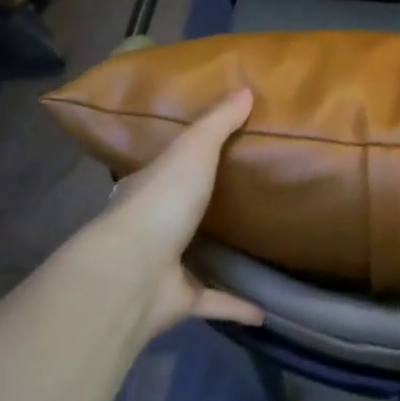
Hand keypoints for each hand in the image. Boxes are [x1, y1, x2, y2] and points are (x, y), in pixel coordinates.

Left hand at [96, 89, 265, 339]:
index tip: (205, 155)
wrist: (134, 270)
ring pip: (192, 259)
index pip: (161, 170)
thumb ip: (218, 123)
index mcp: (147, 189)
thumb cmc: (161, 201)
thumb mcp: (193, 150)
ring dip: (215, 258)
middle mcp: (151, 227)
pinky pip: (212, 302)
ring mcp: (162, 266)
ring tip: (251, 251)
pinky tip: (265, 311)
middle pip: (175, 214)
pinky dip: (235, 306)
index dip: (179, 161)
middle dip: (197, 209)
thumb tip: (245, 89)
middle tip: (238, 200)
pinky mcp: (179, 300)